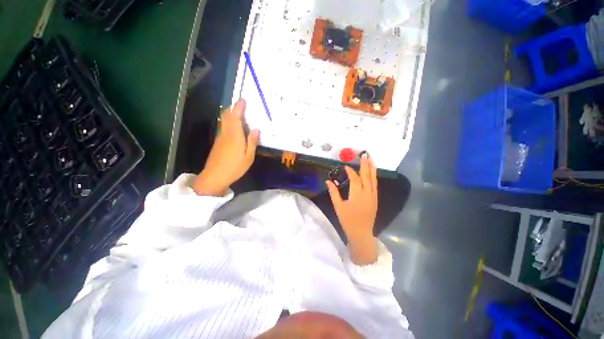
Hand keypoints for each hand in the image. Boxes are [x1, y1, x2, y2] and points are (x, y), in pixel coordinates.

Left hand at [193, 99, 258, 195]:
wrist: (215, 176)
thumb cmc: (235, 167)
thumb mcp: (249, 156)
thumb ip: (252, 141)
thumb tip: (255, 129)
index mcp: (235, 135)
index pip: (235, 116)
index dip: (239, 107)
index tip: (243, 100)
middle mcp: (226, 133)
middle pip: (226, 116)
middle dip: (233, 108)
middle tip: (242, 107)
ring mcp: (220, 137)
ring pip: (224, 121)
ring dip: (231, 115)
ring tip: (242, 117)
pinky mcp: (218, 142)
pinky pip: (224, 128)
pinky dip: (230, 123)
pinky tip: (237, 130)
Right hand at [326, 154, 377, 264]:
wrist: (361, 233)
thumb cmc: (348, 220)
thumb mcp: (338, 206)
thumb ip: (333, 192)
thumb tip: (328, 181)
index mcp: (357, 195)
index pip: (355, 179)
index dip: (350, 171)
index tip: (345, 166)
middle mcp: (367, 193)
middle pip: (367, 176)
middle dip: (365, 164)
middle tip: (364, 155)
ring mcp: (373, 196)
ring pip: (373, 179)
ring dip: (372, 168)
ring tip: (371, 159)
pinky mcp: (376, 199)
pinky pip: (375, 185)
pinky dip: (374, 177)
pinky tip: (372, 172)